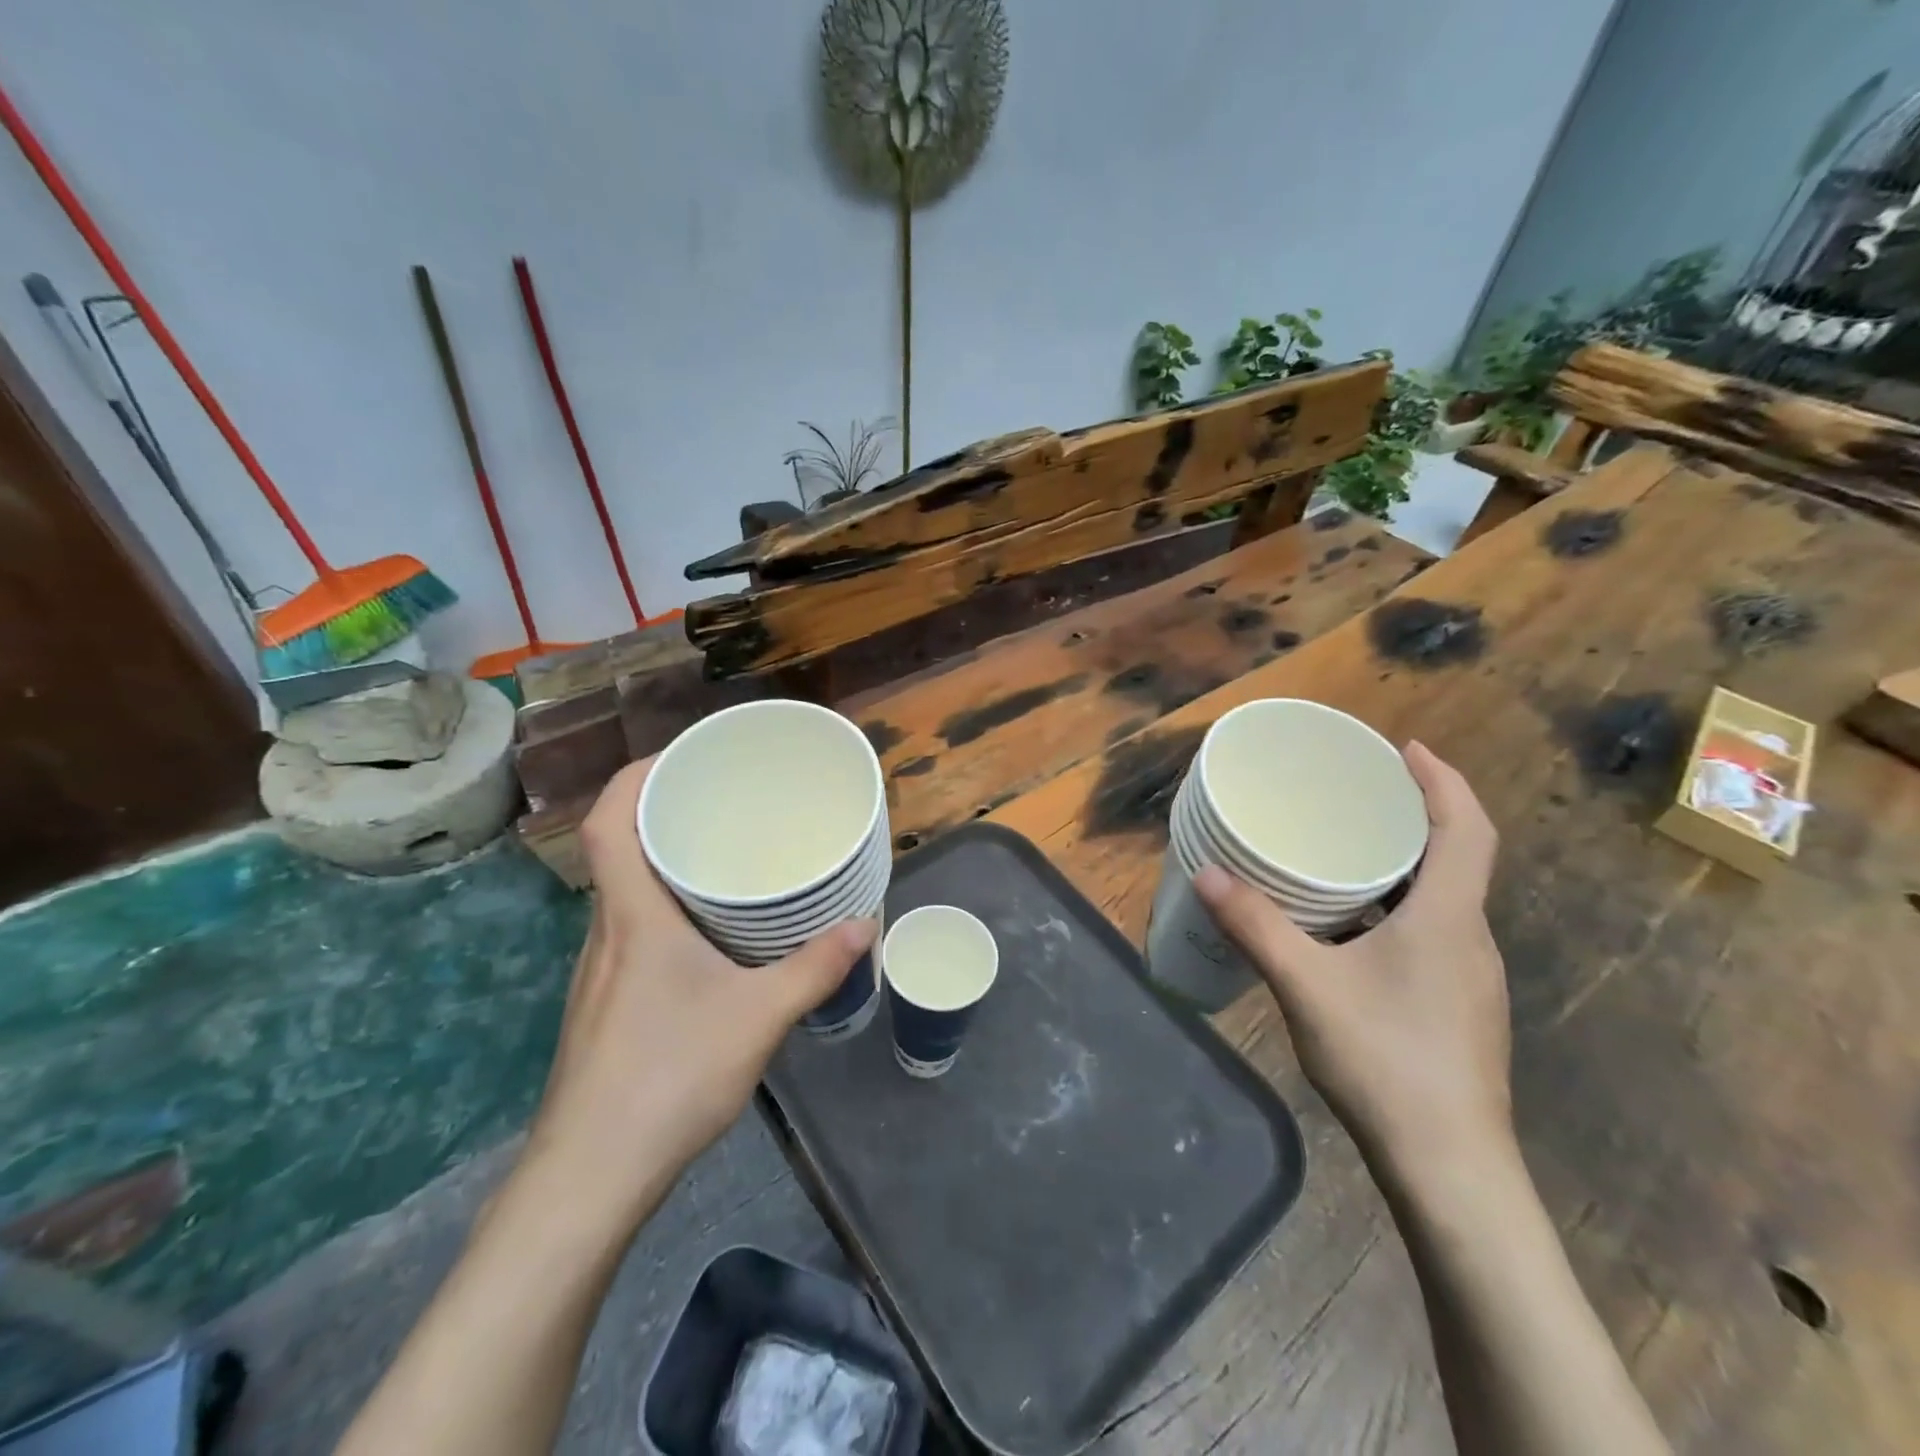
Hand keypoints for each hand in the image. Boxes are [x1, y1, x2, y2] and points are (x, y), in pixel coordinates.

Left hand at [520, 759, 876, 1236]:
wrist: (590, 1177)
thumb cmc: (669, 1076)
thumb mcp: (759, 1017)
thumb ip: (815, 968)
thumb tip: (865, 926)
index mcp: (633, 917)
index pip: (607, 823)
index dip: (634, 778)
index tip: (681, 757)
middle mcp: (606, 932)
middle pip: (617, 850)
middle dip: (662, 814)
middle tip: (720, 801)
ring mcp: (599, 971)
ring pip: (625, 894)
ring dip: (664, 865)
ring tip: (721, 859)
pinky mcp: (604, 1004)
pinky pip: (633, 931)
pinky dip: (665, 911)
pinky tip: (707, 939)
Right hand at [1194, 741, 1509, 1186]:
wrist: (1448, 1167)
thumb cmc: (1385, 1061)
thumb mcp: (1307, 985)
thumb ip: (1256, 926)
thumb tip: (1207, 873)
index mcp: (1448, 918)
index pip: (1467, 828)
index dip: (1442, 780)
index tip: (1406, 748)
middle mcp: (1470, 937)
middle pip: (1458, 856)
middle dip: (1417, 813)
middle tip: (1361, 790)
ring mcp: (1469, 975)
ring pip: (1444, 897)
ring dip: (1406, 861)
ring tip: (1348, 847)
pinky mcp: (1457, 1004)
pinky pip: (1432, 930)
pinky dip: (1399, 904)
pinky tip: (1352, 924)